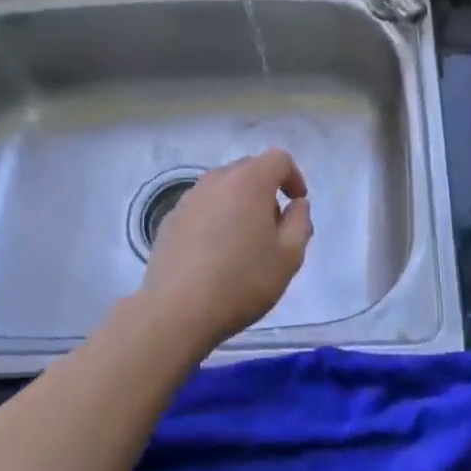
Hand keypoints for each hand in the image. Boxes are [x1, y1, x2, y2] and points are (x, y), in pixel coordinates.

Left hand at [136, 149, 312, 353]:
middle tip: (273, 225)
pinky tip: (214, 252)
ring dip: (239, 202)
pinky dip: (215, 216)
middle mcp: (217, 180)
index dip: (293, 177)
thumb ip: (300, 222)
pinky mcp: (170, 219)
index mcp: (250, 182)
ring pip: (223, 187)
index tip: (296, 204)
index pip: (278, 159)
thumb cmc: (242, 281)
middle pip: (249, 168)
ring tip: (243, 240)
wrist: (176, 311)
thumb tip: (296, 204)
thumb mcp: (289, 257)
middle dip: (266, 188)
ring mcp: (189, 198)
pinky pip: (202, 206)